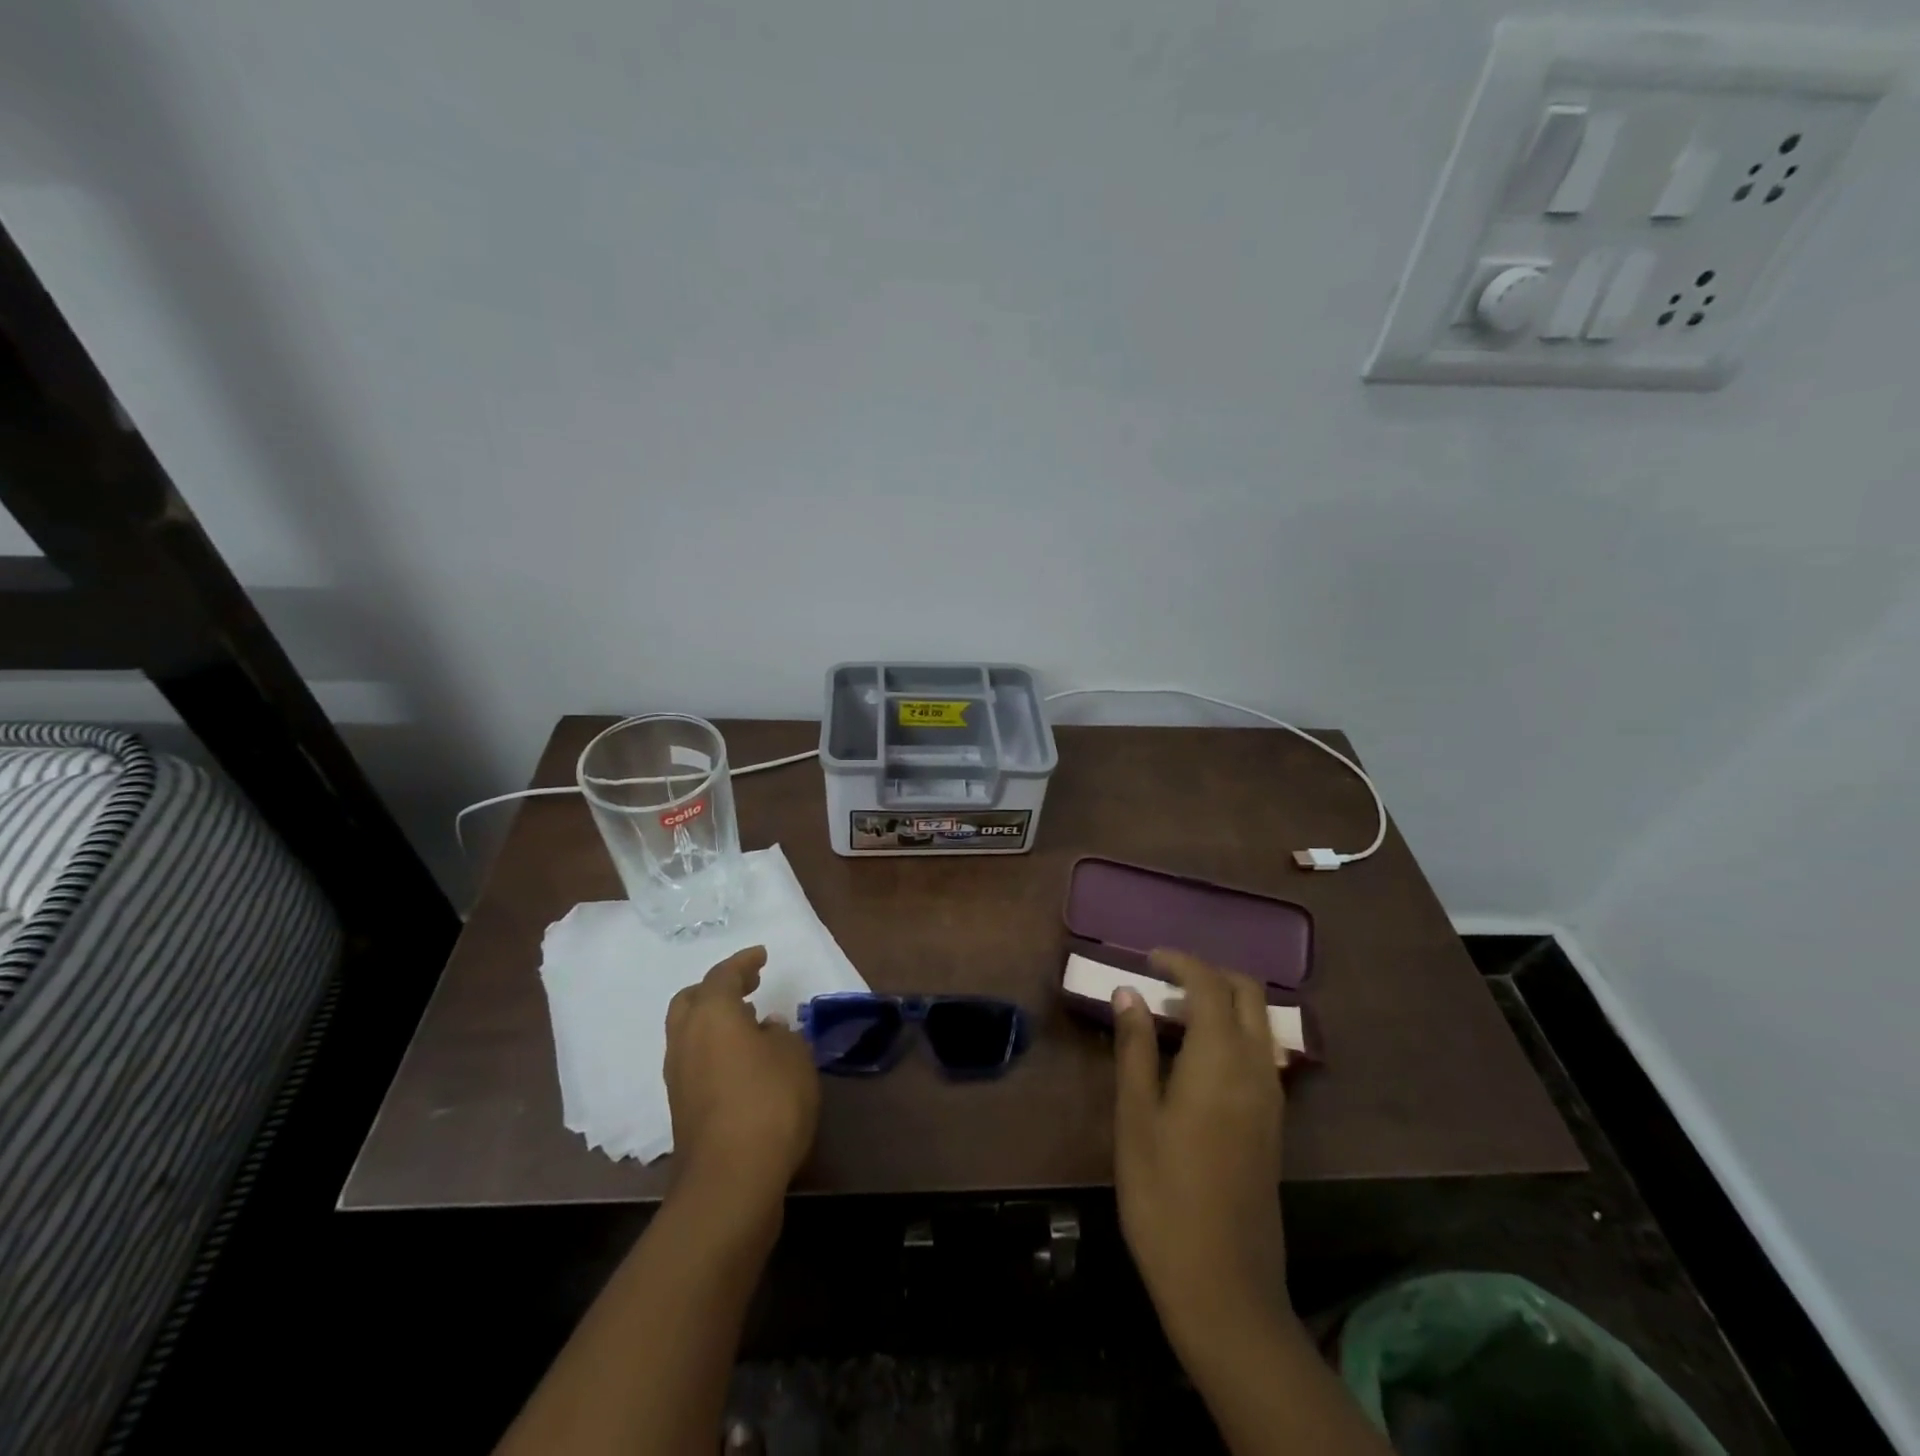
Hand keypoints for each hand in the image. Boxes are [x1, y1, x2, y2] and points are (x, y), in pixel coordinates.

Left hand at [664, 946, 820, 1206]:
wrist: (731, 1179)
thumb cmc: (769, 1101)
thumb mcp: (794, 1056)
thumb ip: (781, 1034)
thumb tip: (765, 1030)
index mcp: (712, 1014)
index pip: (723, 975)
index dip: (744, 961)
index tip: (761, 955)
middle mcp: (686, 1038)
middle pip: (692, 999)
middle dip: (718, 988)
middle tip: (747, 986)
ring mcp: (678, 1075)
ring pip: (689, 1031)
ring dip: (714, 1019)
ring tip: (749, 1022)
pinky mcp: (681, 1107)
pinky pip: (694, 1059)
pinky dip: (714, 1047)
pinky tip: (743, 1059)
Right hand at [1112, 949, 1288, 1346]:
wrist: (1223, 1285)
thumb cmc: (1164, 1195)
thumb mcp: (1136, 1116)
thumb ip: (1135, 1047)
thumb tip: (1128, 992)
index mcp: (1221, 1058)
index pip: (1209, 983)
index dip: (1179, 962)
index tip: (1147, 959)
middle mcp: (1256, 1067)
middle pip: (1247, 993)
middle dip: (1209, 973)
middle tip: (1164, 981)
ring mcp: (1271, 1097)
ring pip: (1259, 1022)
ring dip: (1224, 1002)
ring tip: (1175, 1015)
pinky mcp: (1273, 1123)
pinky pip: (1260, 1052)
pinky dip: (1233, 1032)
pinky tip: (1197, 1057)